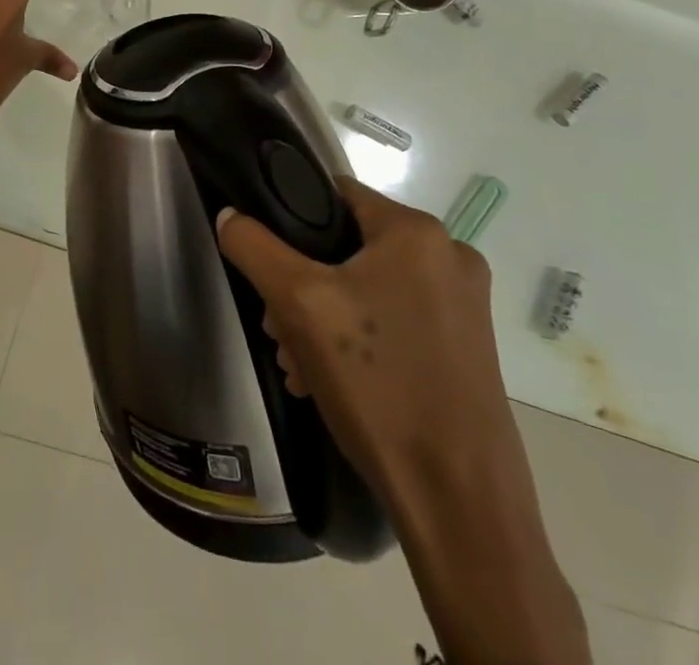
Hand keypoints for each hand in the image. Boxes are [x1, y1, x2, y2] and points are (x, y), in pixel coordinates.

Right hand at [214, 176, 514, 491]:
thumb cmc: (378, 386)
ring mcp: (465, 306)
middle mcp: (451, 257)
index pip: (333, 194)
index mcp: (418, 232)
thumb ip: (254, 246)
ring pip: (368, 286)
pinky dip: (359, 339)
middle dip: (303, 282)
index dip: (290, 217)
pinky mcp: (468, 347)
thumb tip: (230, 215)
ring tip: (297, 360)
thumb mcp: (298, 305)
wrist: (459, 504)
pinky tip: (329, 379)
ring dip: (324, 315)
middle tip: (277, 326)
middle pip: (348, 245)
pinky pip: (395, 319)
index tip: (266, 260)